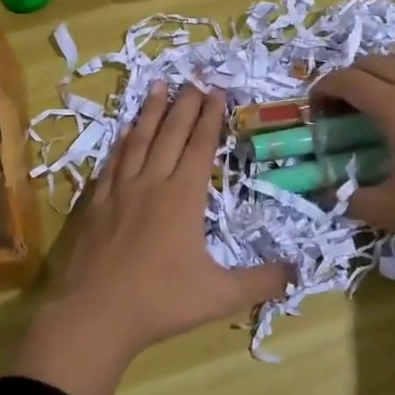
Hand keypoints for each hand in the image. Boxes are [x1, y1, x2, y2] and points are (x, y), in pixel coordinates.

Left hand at [14, 82, 293, 394]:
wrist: (94, 315)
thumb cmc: (161, 302)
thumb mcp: (220, 296)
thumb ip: (262, 282)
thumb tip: (300, 272)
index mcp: (183, 197)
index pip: (200, 146)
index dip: (210, 117)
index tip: (216, 92)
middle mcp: (152, 183)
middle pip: (171, 133)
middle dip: (185, 104)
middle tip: (194, 79)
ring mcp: (120, 190)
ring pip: (139, 140)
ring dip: (151, 111)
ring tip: (159, 85)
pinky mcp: (96, 203)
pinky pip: (113, 161)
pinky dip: (122, 141)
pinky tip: (124, 132)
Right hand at [313, 55, 394, 257]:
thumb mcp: (390, 210)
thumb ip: (351, 199)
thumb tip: (330, 196)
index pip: (347, 80)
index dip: (323, 90)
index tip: (315, 112)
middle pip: (372, 62)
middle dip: (348, 80)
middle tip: (341, 110)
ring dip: (379, 74)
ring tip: (375, 105)